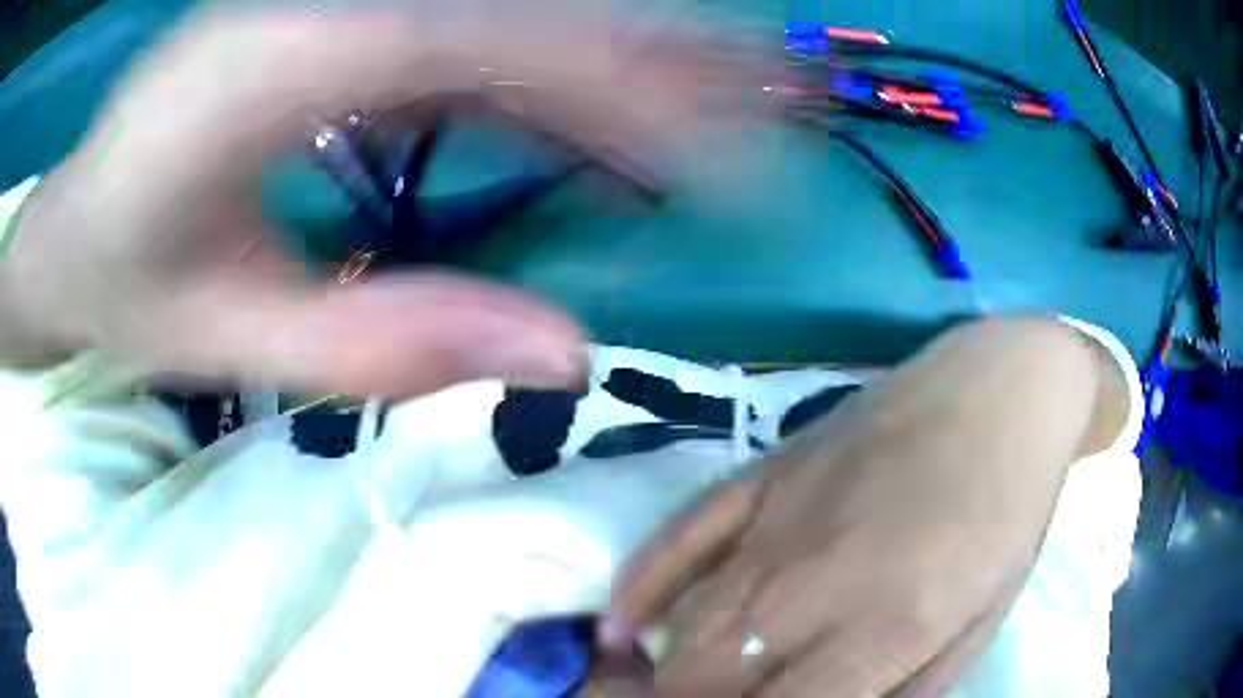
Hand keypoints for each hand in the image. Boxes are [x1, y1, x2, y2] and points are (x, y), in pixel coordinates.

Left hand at [0, 4, 759, 395]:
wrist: (75, 223)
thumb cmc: (128, 285)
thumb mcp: (232, 338)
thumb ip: (386, 341)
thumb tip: (564, 352)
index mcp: (284, 57)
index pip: (498, 38)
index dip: (633, 90)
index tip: (730, 157)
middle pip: (532, 4)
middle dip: (665, 54)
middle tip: (770, 103)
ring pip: (518, 8)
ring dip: (630, 53)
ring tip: (728, 102)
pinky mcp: (343, 19)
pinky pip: (477, 31)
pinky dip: (559, 71)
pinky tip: (606, 115)